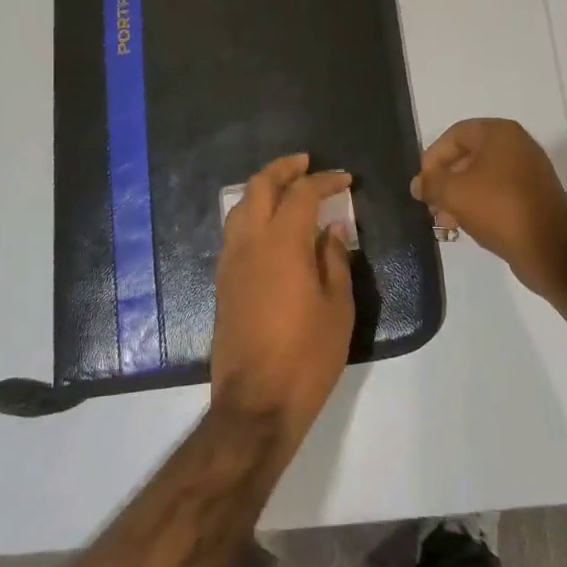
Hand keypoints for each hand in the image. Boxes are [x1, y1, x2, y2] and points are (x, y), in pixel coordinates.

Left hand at [211, 154, 355, 449]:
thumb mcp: (337, 308)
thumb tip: (331, 230)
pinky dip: (252, 215)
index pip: (302, 193)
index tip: (344, 179)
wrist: (256, 403)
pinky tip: (270, 229)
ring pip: (239, 206)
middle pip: (259, 186)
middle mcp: (250, 243)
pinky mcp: (222, 282)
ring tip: (286, 190)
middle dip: (283, 168)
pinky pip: (234, 232)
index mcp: (282, 243)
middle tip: (305, 163)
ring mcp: (230, 262)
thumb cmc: (307, 356)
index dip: (324, 180)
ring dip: (262, 189)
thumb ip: (334, 260)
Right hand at [410, 119, 566, 303]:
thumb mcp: (454, 193)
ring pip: (482, 178)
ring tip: (446, 222)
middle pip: (467, 157)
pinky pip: (498, 194)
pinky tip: (467, 226)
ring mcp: (528, 172)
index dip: (432, 158)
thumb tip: (418, 184)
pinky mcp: (534, 197)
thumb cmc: (499, 208)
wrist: (552, 248)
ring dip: (459, 197)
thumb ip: (431, 184)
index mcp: (499, 133)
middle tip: (431, 206)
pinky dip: (479, 206)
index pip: (454, 135)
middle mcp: (516, 146)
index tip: (422, 185)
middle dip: (445, 182)